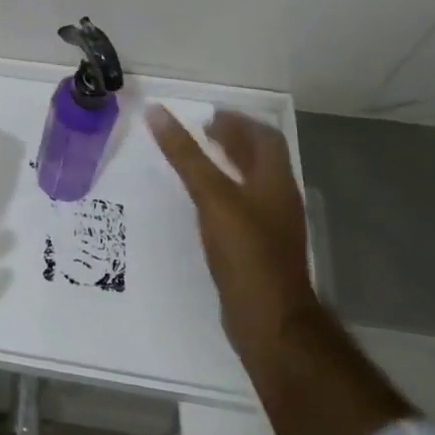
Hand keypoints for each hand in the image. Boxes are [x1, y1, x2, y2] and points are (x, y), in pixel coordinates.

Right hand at [146, 107, 316, 356]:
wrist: (270, 322)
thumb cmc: (245, 252)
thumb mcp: (212, 196)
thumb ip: (186, 155)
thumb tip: (156, 112)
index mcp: (275, 181)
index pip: (264, 138)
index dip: (238, 122)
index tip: (206, 116)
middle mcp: (278, 199)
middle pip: (259, 159)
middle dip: (231, 141)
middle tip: (197, 133)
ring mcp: (271, 227)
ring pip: (250, 184)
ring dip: (226, 167)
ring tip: (195, 162)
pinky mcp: (258, 251)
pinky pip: (242, 209)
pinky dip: (223, 194)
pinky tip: (201, 204)